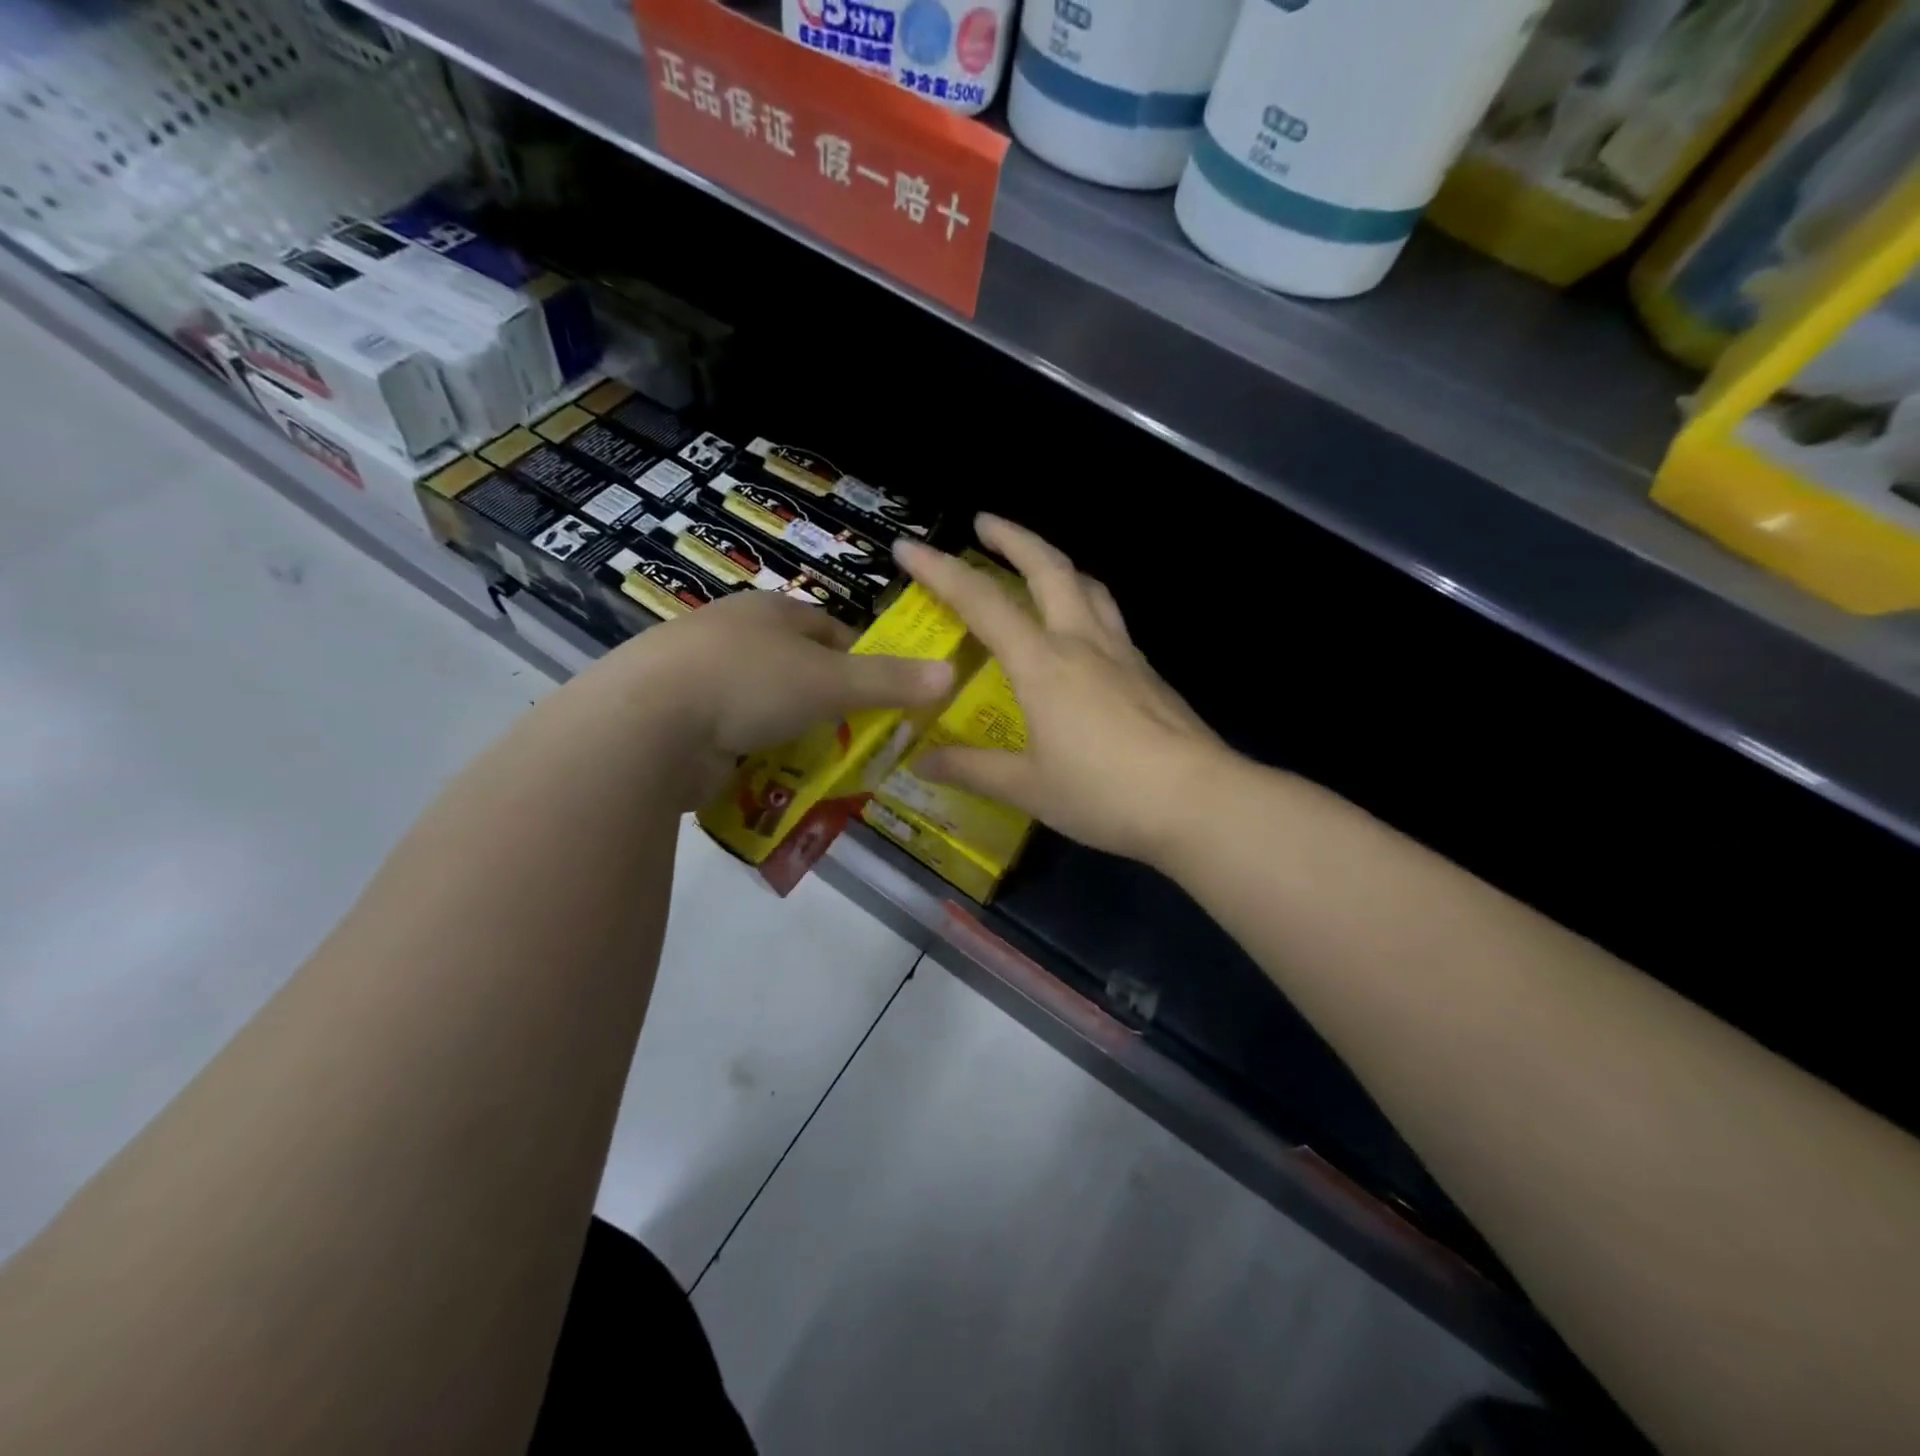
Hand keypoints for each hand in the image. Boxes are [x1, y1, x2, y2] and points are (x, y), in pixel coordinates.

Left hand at [596, 591, 954, 805]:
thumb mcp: (831, 680)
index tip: (884, 699)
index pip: (831, 632)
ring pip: (766, 709)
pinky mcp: (680, 723)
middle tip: (858, 742)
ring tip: (819, 769)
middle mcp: (734, 637)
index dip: (861, 662)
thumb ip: (891, 681)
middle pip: (798, 672)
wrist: (647, 725)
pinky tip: (770, 782)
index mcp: (769, 612)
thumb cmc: (750, 682)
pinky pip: (734, 740)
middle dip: (827, 707)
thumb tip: (951, 673)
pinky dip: (754, 760)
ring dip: (792, 738)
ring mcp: (701, 680)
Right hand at [895, 515, 1226, 866]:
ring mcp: (1122, 653)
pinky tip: (1080, 632)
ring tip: (1035, 564)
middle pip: (1049, 568)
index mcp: (1043, 664)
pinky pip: (1109, 618)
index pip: (983, 602)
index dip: (941, 571)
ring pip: (1088, 586)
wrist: (1198, 801)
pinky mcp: (1148, 672)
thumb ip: (973, 769)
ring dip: (1056, 563)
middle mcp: (1083, 643)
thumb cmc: (1104, 793)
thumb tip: (922, 762)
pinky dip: (1084, 602)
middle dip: (1013, 538)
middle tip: (984, 523)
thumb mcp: (1028, 788)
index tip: (910, 547)